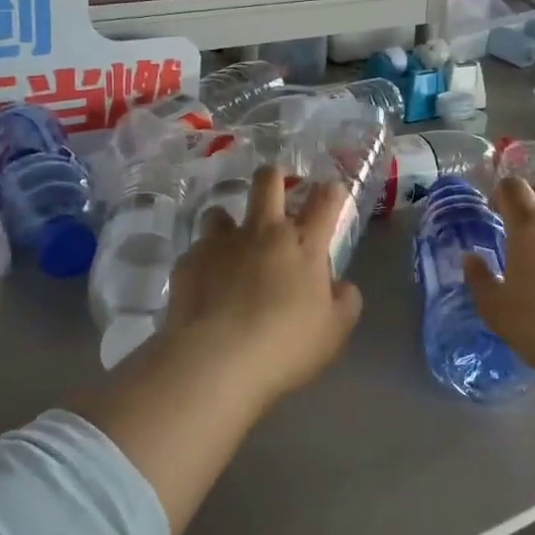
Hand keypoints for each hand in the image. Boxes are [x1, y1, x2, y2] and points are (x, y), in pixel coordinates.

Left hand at [155, 167, 363, 408]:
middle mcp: (263, 232)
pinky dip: (204, 261)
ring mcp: (222, 243)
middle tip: (274, 184)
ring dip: (227, 220)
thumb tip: (340, 285)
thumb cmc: (286, 345)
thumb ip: (345, 302)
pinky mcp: (189, 260)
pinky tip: (204, 284)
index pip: (324, 202)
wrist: (216, 358)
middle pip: (268, 182)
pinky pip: (198, 250)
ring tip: (228, 241)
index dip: (331, 190)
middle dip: (273, 175)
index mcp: (303, 245)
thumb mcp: (334, 332)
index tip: (331, 189)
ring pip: (221, 211)